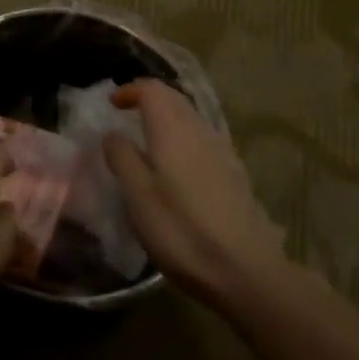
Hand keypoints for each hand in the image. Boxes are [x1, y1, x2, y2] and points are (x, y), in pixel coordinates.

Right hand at [103, 80, 288, 308]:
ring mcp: (222, 151)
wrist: (246, 270)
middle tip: (127, 116)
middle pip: (174, 99)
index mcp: (173, 129)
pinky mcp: (235, 173)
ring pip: (191, 119)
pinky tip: (177, 169)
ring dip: (168, 119)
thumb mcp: (137, 195)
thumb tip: (113, 134)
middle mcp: (200, 130)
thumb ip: (122, 157)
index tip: (112, 104)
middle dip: (149, 100)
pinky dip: (183, 139)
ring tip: (148, 141)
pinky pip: (203, 140)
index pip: (152, 89)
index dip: (130, 90)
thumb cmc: (181, 229)